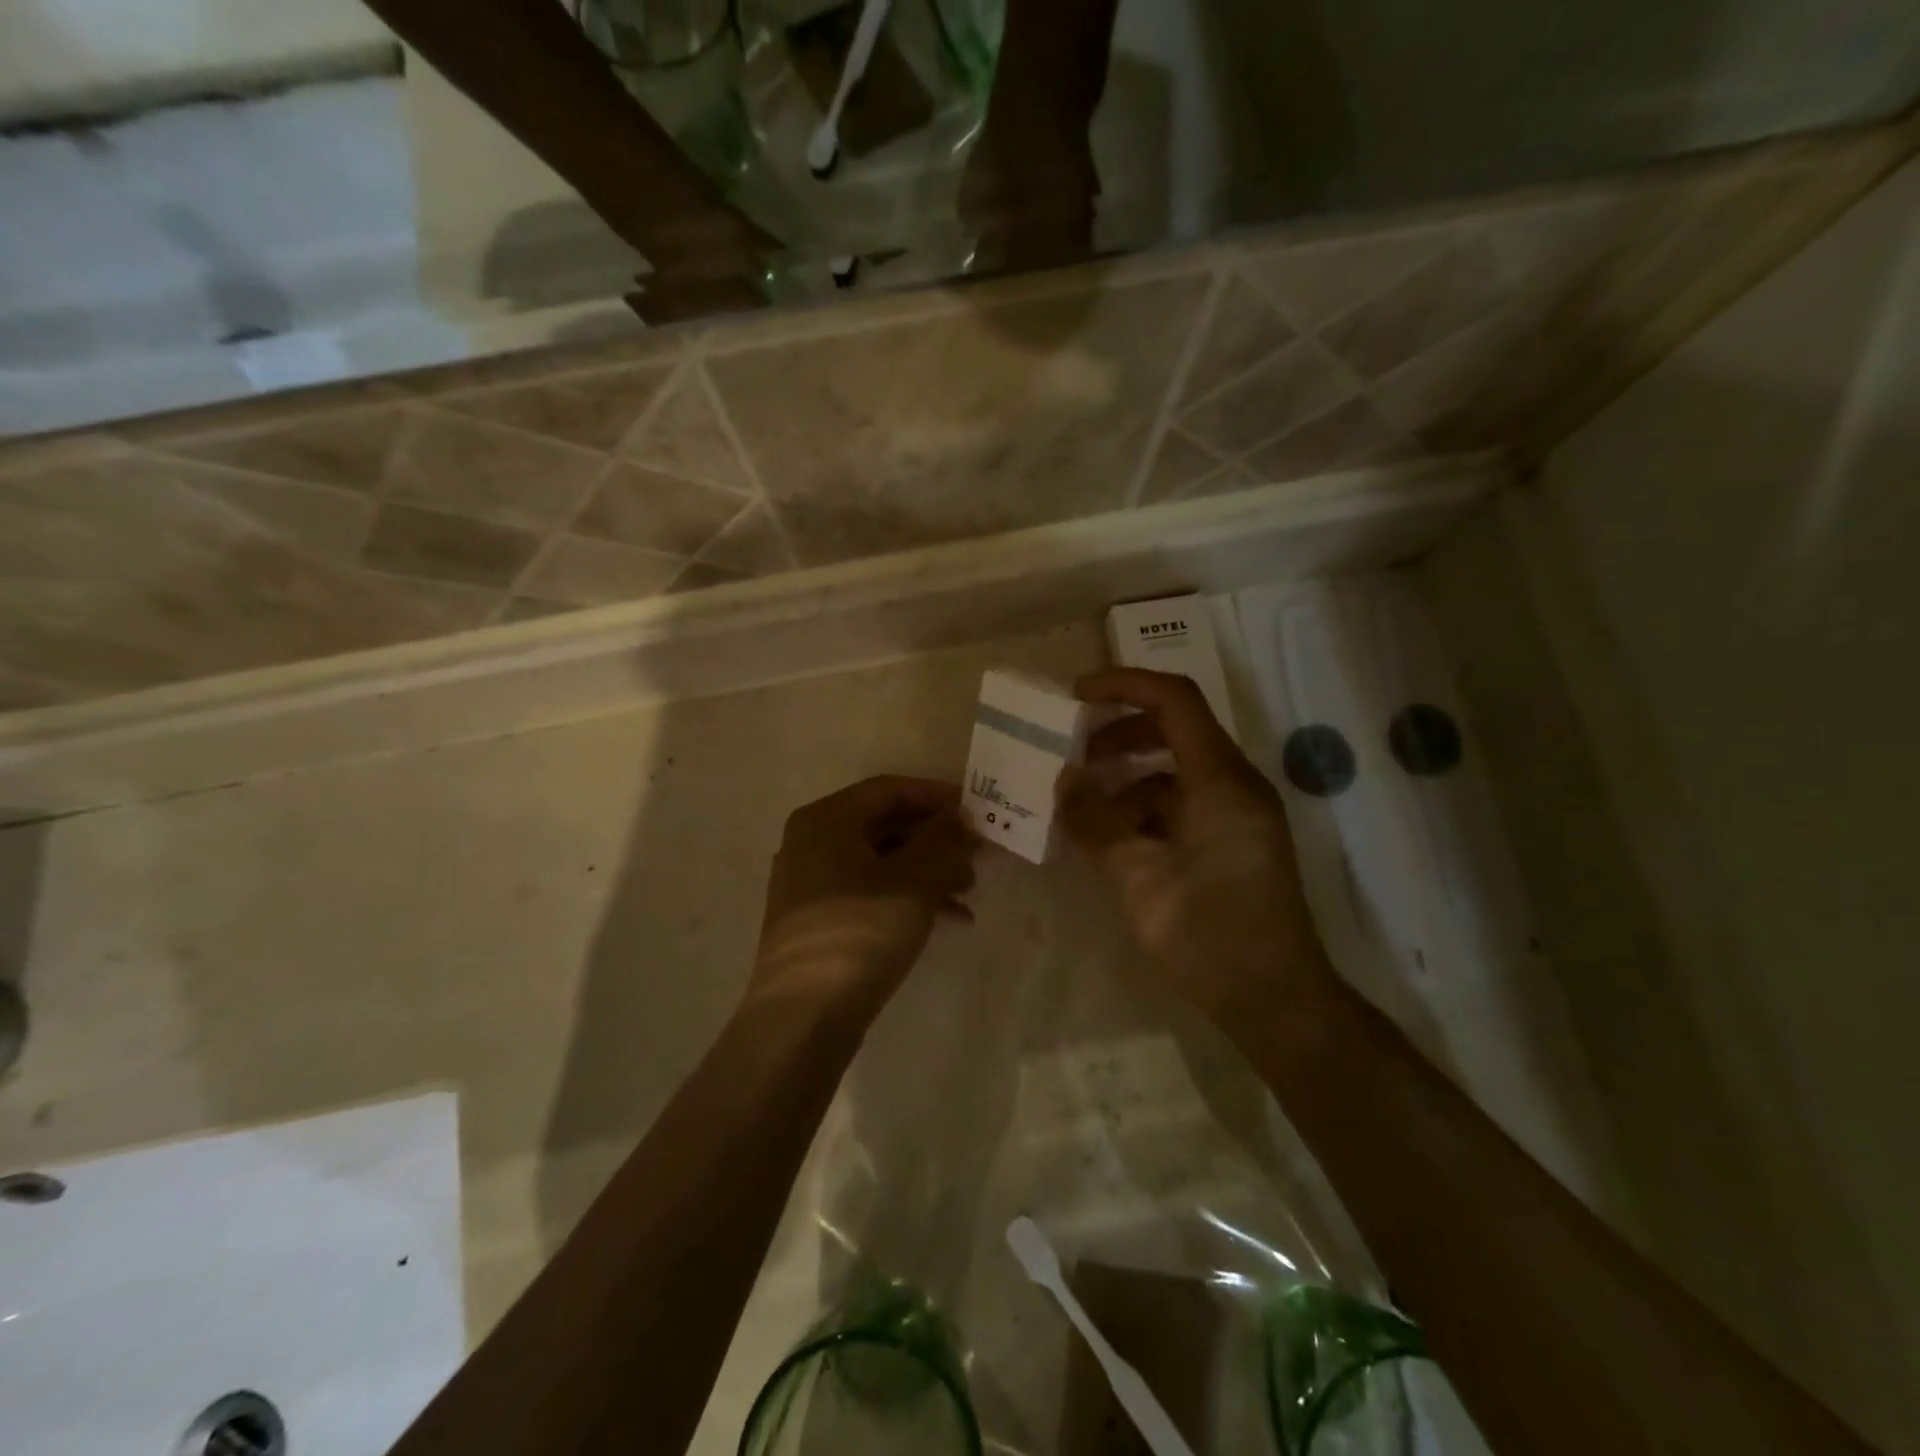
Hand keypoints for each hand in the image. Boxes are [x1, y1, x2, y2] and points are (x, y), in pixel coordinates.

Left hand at [751, 777, 977, 1021]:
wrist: (803, 1017)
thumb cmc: (861, 932)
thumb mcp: (914, 881)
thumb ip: (942, 840)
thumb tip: (960, 819)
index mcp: (826, 820)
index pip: (889, 789)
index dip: (936, 796)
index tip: (976, 809)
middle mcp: (812, 843)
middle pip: (885, 825)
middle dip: (936, 838)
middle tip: (978, 853)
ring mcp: (811, 884)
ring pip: (881, 862)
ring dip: (929, 870)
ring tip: (970, 889)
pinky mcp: (819, 921)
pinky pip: (870, 892)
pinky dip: (909, 897)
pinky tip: (950, 919)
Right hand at [1060, 670, 1338, 1023]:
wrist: (1276, 1001)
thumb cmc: (1209, 935)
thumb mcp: (1138, 878)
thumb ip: (1094, 823)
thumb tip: (1062, 781)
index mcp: (1221, 780)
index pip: (1174, 701)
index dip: (1123, 686)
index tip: (1075, 695)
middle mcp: (1236, 784)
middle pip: (1175, 731)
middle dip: (1119, 735)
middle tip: (1072, 753)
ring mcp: (1239, 813)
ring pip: (1176, 772)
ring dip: (1128, 779)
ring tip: (1083, 807)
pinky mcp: (1235, 840)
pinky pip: (1184, 805)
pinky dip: (1145, 810)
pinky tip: (1113, 840)